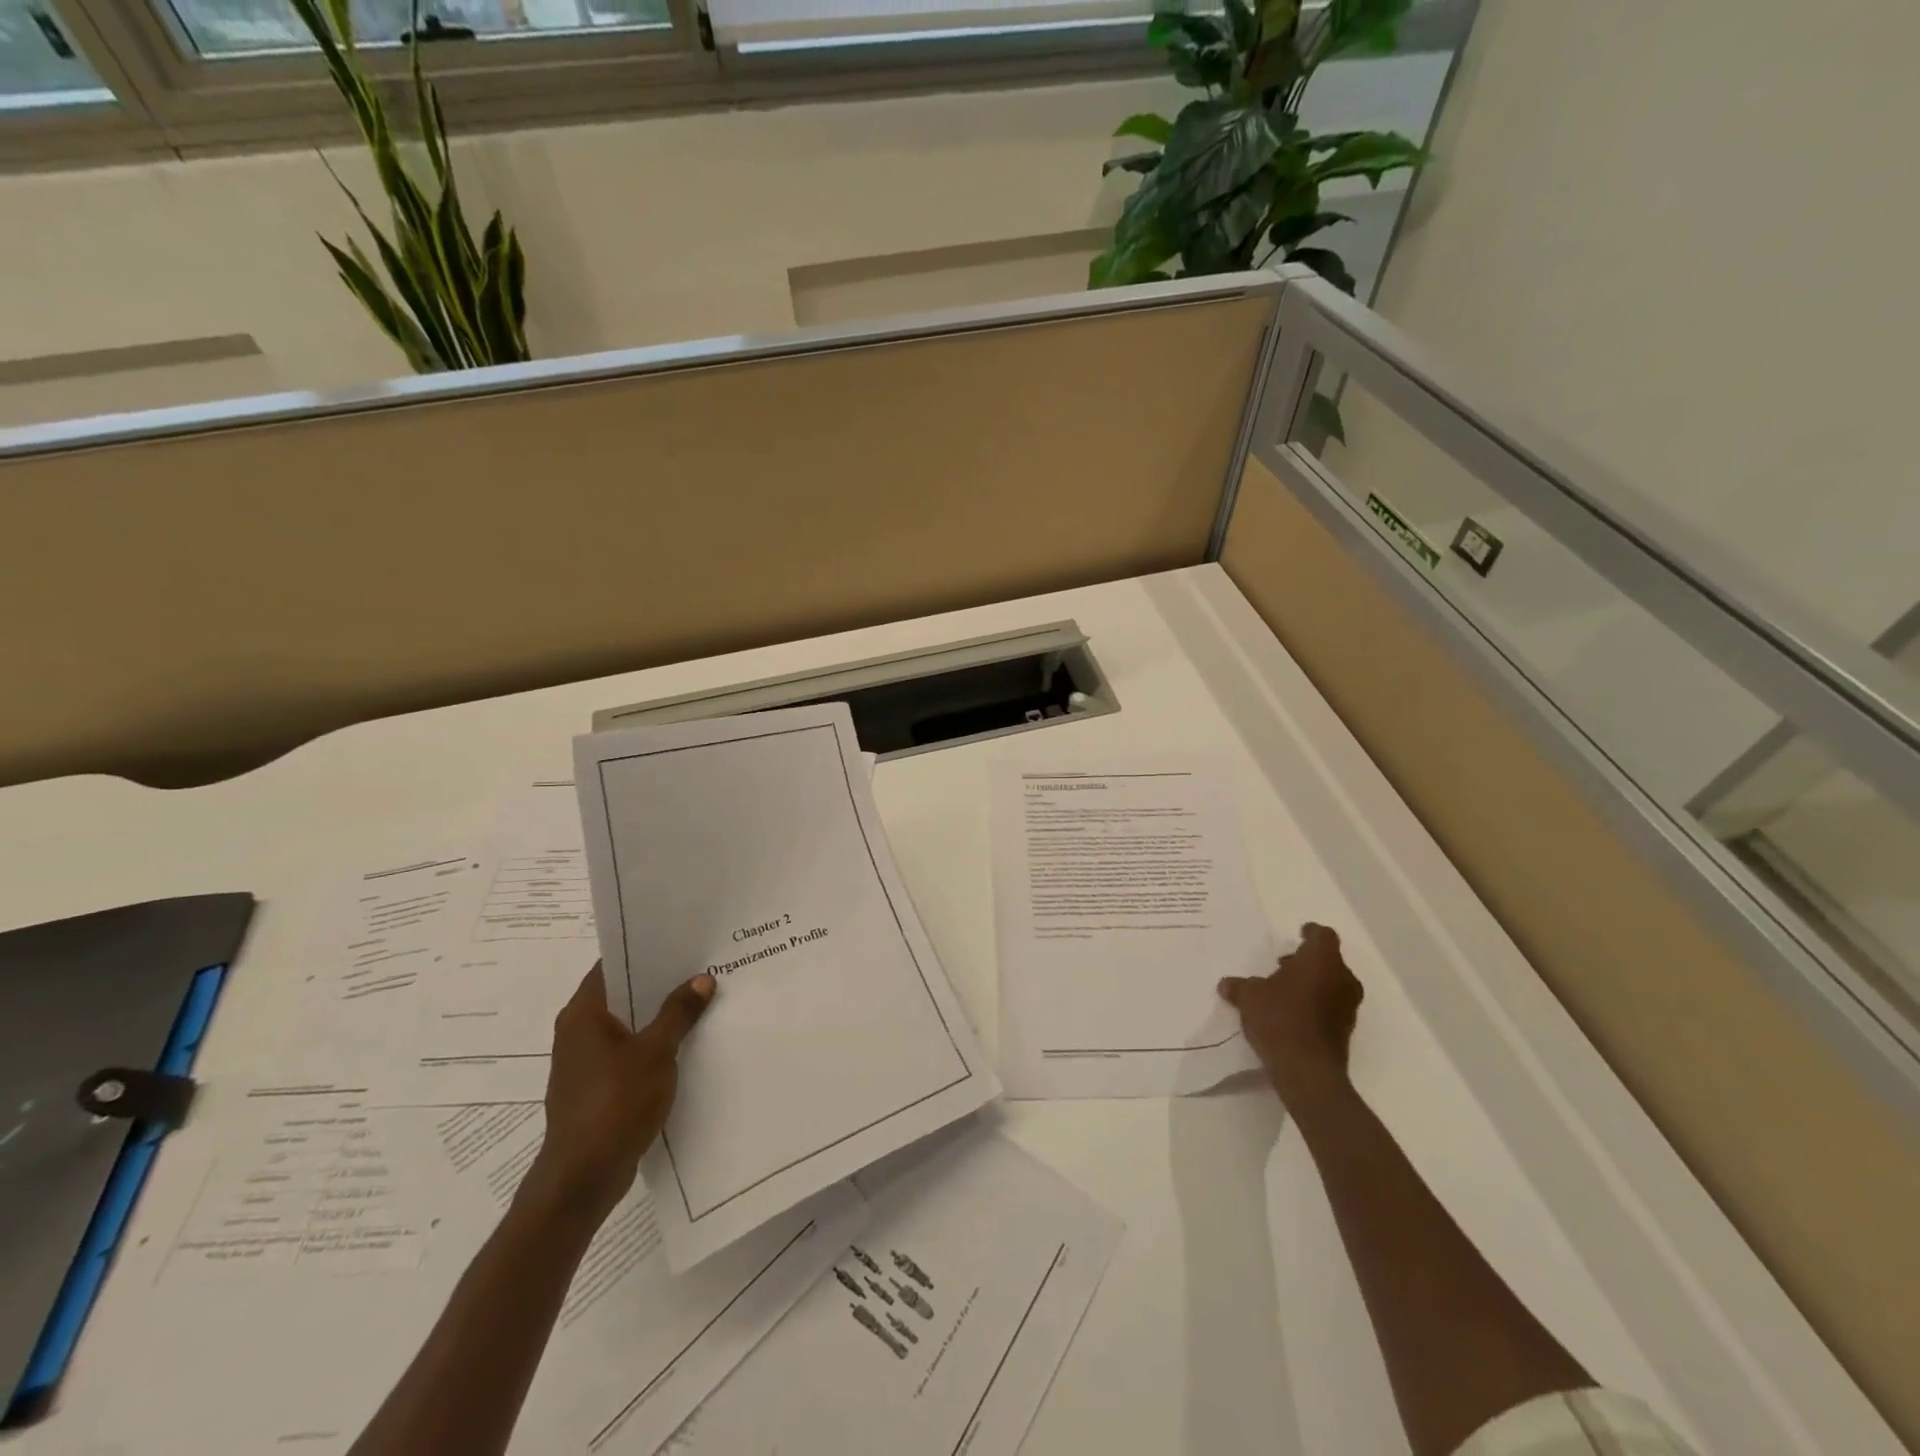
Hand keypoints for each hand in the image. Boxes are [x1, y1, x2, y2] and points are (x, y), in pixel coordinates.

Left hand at [524, 964, 715, 1225]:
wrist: (582, 1178)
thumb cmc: (614, 1104)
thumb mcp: (655, 1052)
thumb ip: (678, 1013)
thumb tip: (702, 979)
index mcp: (584, 1014)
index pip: (612, 964)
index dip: (643, 949)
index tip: (679, 938)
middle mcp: (578, 1032)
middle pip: (622, 993)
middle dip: (660, 982)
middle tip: (701, 965)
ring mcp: (586, 1062)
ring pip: (628, 1025)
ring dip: (659, 1015)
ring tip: (702, 1000)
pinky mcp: (597, 1088)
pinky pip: (629, 1052)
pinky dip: (654, 1043)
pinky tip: (687, 1043)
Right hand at [1218, 922, 1361, 1111]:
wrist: (1307, 1070)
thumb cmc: (1279, 1019)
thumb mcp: (1249, 997)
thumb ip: (1239, 986)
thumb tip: (1227, 984)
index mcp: (1321, 961)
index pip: (1323, 935)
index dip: (1310, 933)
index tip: (1298, 934)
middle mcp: (1342, 978)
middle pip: (1328, 960)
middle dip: (1306, 961)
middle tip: (1282, 965)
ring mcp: (1347, 1006)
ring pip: (1331, 983)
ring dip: (1311, 983)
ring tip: (1283, 991)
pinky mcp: (1346, 1030)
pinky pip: (1331, 1006)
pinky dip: (1315, 1004)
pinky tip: (1291, 1014)